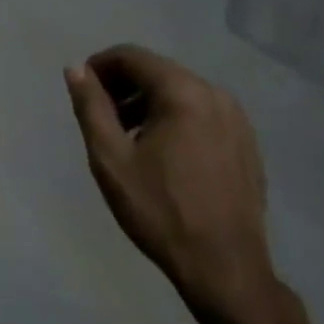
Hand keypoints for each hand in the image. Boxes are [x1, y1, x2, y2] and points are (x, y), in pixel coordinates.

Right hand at [65, 46, 278, 323]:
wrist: (225, 267)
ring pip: (181, 92)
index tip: (83, 91)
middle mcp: (215, 94)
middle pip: (158, 71)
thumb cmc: (159, 211)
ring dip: (148, 102)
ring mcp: (237, 119)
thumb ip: (91, 106)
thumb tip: (77, 69)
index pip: (132, 56)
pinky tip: (163, 154)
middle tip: (101, 117)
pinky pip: (202, 113)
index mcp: (183, 92)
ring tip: (128, 137)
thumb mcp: (110, 158)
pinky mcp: (246, 142)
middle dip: (123, 86)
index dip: (100, 66)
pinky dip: (175, 118)